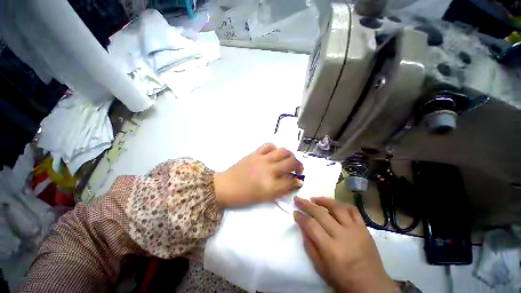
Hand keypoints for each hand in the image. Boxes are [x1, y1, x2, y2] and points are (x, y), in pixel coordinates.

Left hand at [214, 143, 303, 207]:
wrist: (225, 187)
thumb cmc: (244, 196)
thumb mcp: (265, 198)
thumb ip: (282, 190)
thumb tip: (295, 182)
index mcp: (271, 185)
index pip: (292, 180)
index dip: (297, 180)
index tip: (298, 180)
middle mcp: (269, 170)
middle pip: (291, 162)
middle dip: (299, 165)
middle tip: (298, 169)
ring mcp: (261, 159)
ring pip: (283, 151)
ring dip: (290, 155)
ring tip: (289, 159)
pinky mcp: (255, 153)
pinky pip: (268, 145)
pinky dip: (275, 148)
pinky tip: (274, 154)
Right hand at [294, 197, 395, 292]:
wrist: (372, 287)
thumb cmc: (343, 281)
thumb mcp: (321, 269)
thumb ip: (310, 246)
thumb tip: (302, 226)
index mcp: (332, 250)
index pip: (312, 226)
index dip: (301, 217)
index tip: (295, 212)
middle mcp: (343, 237)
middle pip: (321, 214)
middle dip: (306, 204)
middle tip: (298, 199)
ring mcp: (356, 231)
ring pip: (337, 207)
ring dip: (323, 200)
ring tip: (313, 198)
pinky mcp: (364, 229)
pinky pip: (353, 210)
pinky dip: (342, 204)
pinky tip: (333, 204)